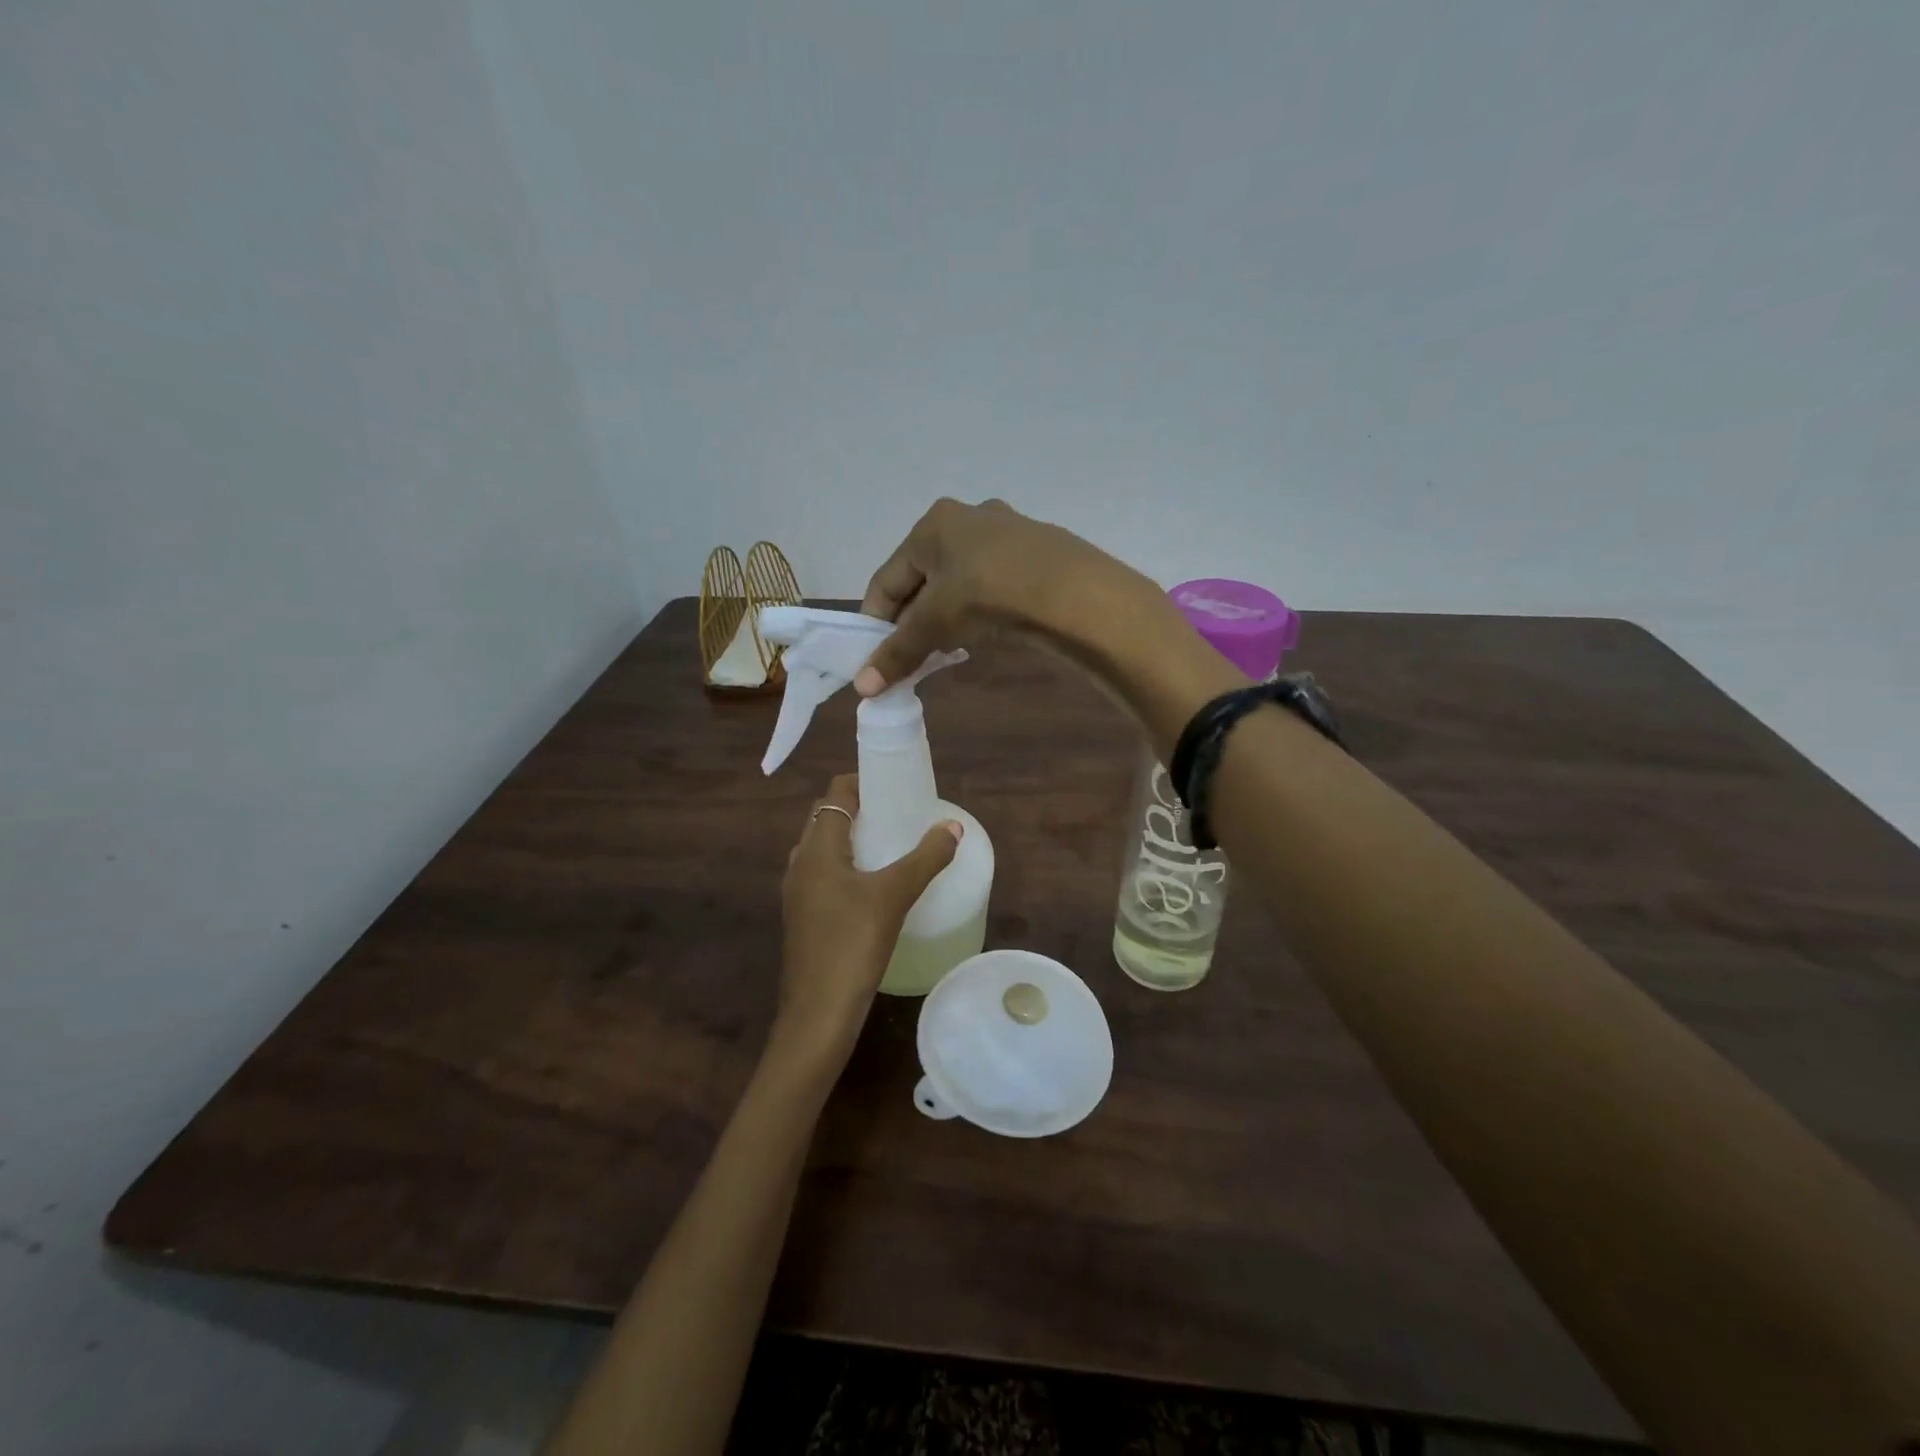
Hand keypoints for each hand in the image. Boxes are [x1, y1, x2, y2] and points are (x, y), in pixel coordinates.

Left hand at [774, 774, 961, 1067]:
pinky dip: (849, 865)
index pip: (834, 793)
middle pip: (828, 818)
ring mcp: (799, 892)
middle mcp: (800, 863)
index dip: (862, 781)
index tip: (895, 783)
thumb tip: (953, 827)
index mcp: (816, 848)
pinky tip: (876, 885)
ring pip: (826, 848)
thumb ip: (925, 858)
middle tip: (900, 812)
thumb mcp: (894, 896)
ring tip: (892, 843)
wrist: (818, 1015)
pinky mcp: (804, 917)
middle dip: (862, 808)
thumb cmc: (852, 945)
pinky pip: (826, 874)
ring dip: (855, 838)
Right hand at [854, 499, 1148, 694]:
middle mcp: (968, 518)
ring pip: (959, 581)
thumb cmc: (987, 594)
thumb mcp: (935, 623)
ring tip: (946, 648)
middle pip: (924, 578)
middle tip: (911, 656)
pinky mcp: (1037, 554)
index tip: (874, 657)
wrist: (1073, 592)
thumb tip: (861, 689)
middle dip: (913, 619)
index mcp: (933, 524)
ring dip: (946, 616)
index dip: (876, 621)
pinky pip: (991, 584)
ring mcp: (1007, 533)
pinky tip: (985, 632)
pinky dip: (979, 609)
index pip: (887, 578)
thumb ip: (898, 653)